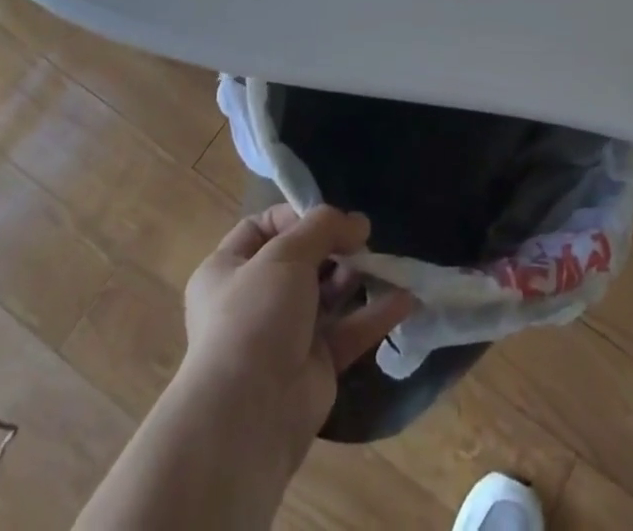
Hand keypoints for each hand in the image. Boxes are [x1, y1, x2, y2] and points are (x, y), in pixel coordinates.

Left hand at [178, 204, 412, 471]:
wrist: (248, 416)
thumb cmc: (254, 316)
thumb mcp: (285, 254)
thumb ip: (323, 226)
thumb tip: (358, 223)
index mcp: (227, 269)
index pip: (261, 227)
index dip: (295, 216)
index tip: (328, 217)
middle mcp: (253, 300)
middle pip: (301, 260)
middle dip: (334, 246)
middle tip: (363, 238)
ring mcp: (284, 334)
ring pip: (327, 294)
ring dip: (356, 275)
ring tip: (383, 262)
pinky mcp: (314, 365)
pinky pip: (348, 330)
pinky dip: (375, 314)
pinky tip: (405, 298)